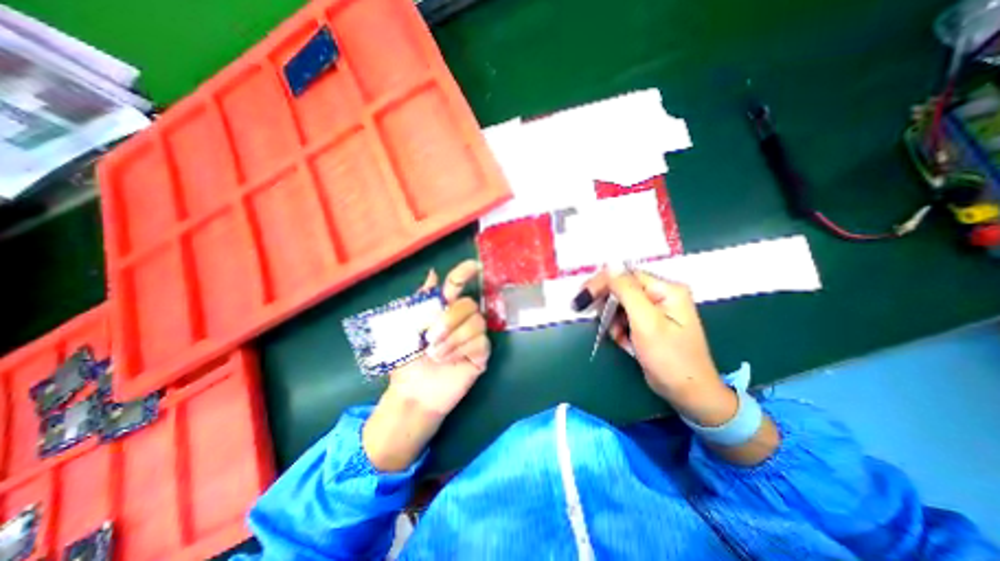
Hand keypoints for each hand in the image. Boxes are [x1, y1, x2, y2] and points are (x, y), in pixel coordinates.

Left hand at [366, 261, 490, 470]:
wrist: (413, 390)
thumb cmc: (406, 358)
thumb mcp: (405, 326)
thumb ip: (420, 300)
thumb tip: (433, 273)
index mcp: (443, 309)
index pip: (458, 285)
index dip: (466, 274)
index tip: (474, 266)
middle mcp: (461, 320)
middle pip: (470, 304)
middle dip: (450, 319)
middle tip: (430, 337)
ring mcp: (473, 336)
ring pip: (477, 323)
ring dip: (453, 338)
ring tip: (436, 354)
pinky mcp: (480, 354)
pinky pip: (481, 342)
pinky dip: (461, 349)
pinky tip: (448, 360)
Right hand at [584, 271, 736, 426]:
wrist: (688, 394)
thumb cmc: (669, 358)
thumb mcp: (646, 322)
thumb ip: (627, 291)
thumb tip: (610, 264)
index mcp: (667, 289)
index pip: (626, 276)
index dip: (603, 283)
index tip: (582, 297)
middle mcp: (662, 295)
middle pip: (623, 289)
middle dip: (607, 305)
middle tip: (590, 315)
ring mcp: (656, 310)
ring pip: (621, 305)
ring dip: (613, 320)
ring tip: (618, 337)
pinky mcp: (650, 324)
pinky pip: (626, 319)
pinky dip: (620, 329)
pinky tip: (625, 342)